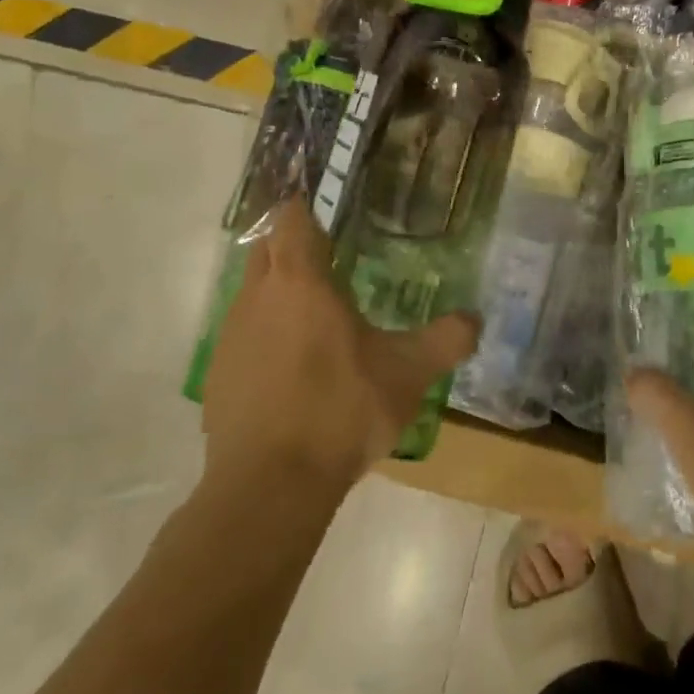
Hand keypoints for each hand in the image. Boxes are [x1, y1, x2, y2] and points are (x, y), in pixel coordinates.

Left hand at [201, 196, 479, 487]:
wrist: (271, 483)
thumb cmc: (342, 410)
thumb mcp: (408, 374)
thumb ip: (446, 340)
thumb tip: (475, 319)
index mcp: (300, 281)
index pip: (291, 220)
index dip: (307, 211)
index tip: (330, 219)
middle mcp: (256, 297)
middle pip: (266, 250)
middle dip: (293, 248)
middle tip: (331, 264)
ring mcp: (231, 336)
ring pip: (253, 295)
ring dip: (279, 296)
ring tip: (317, 322)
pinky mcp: (217, 374)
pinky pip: (244, 338)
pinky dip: (266, 339)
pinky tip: (293, 373)